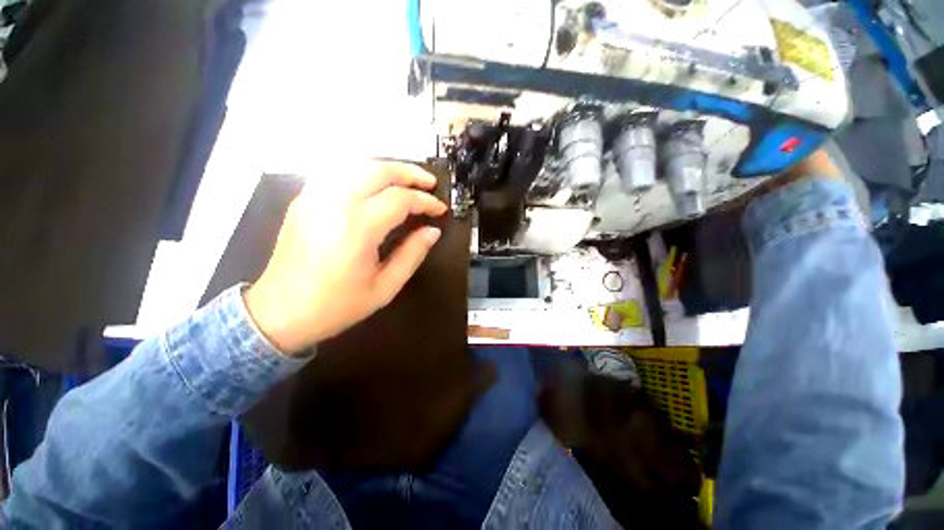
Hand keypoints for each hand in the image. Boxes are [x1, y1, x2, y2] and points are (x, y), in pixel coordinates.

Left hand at [243, 161, 447, 354]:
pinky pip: (338, 173)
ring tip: (407, 180)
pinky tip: (375, 184)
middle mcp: (334, 204)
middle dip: (409, 173)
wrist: (280, 312)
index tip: (440, 209)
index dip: (425, 201)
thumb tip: (432, 231)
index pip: (400, 199)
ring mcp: (314, 198)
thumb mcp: (385, 287)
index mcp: (357, 229)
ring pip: (357, 165)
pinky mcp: (304, 200)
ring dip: (387, 169)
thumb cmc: (337, 306)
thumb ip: (412, 254)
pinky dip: (363, 172)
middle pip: (378, 171)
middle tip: (430, 183)